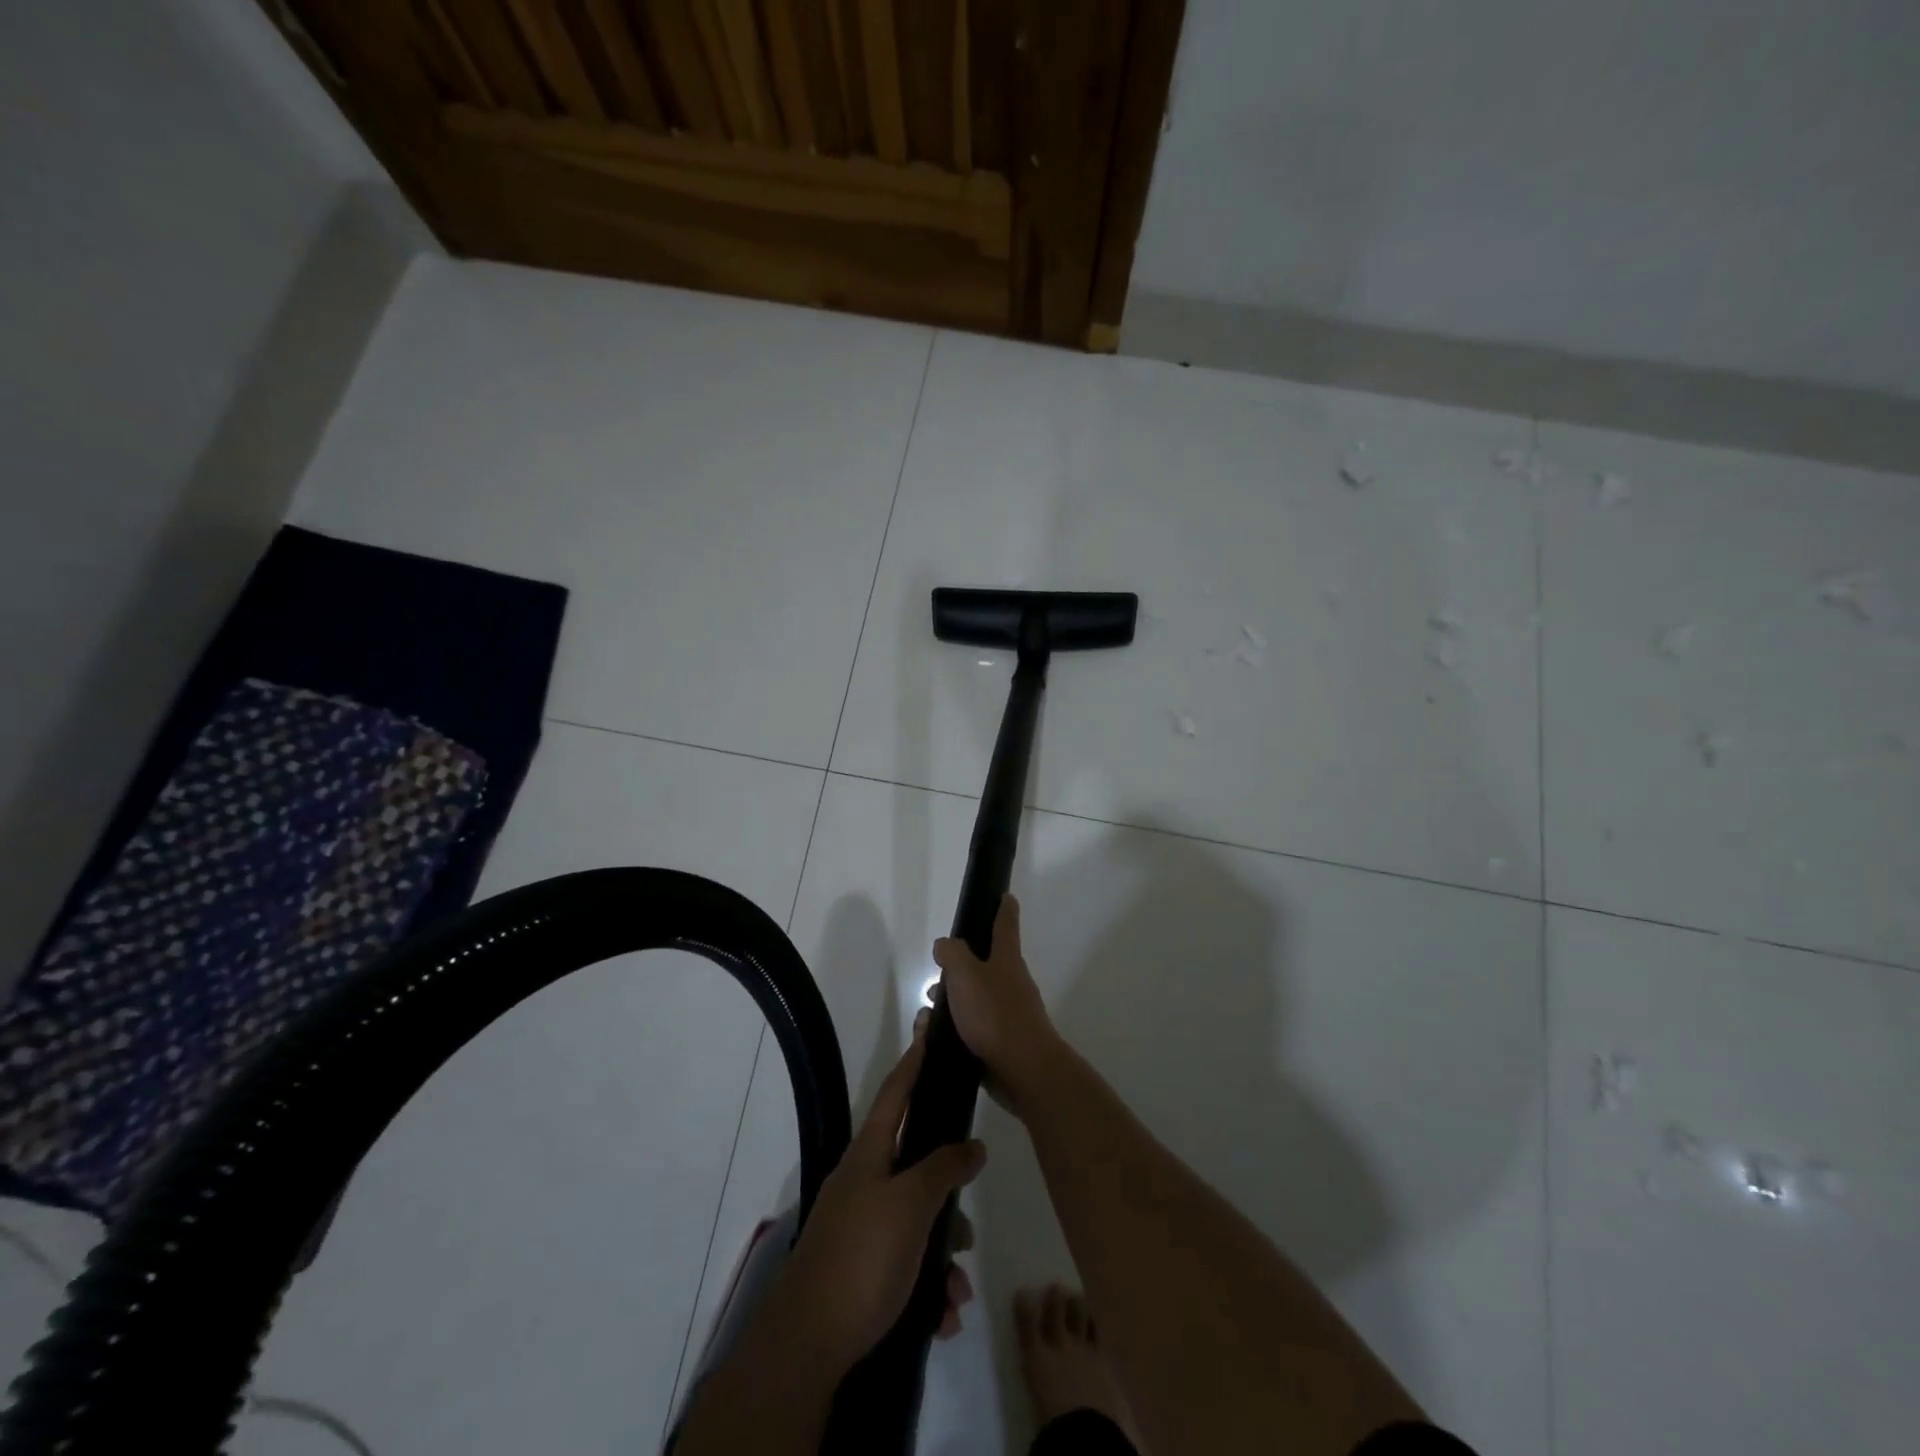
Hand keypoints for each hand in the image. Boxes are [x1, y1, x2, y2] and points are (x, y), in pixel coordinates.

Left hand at [777, 1014, 986, 1375]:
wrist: (806, 1346)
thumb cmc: (862, 1258)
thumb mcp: (910, 1206)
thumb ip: (943, 1169)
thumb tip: (972, 1144)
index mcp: (869, 1154)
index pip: (895, 1093)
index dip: (914, 1062)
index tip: (928, 1032)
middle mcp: (863, 1181)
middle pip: (916, 1167)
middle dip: (947, 1199)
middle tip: (967, 1230)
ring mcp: (860, 1226)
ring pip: (917, 1222)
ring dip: (943, 1256)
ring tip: (955, 1293)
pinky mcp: (860, 1268)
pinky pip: (906, 1263)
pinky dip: (928, 1285)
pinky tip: (941, 1316)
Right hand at [933, 895, 1060, 1110]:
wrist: (1024, 1070)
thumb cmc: (995, 1015)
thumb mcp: (965, 975)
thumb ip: (952, 954)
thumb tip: (945, 944)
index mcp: (1007, 960)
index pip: (1006, 926)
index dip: (1004, 909)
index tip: (1006, 896)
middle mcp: (1011, 982)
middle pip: (986, 965)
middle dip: (960, 968)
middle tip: (937, 976)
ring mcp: (1009, 1013)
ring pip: (976, 998)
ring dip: (954, 1001)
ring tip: (930, 1014)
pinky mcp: (1002, 1042)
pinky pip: (975, 1027)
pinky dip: (957, 1027)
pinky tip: (938, 1037)